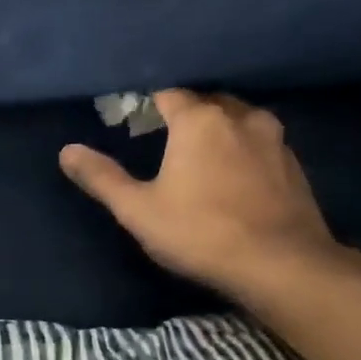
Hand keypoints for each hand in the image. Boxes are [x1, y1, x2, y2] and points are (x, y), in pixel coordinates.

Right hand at [60, 89, 356, 298]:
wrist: (281, 265)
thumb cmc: (200, 233)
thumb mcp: (138, 210)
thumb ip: (102, 177)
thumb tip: (66, 150)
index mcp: (198, 120)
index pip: (167, 94)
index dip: (147, 104)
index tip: (132, 119)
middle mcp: (239, 116)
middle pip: (206, 101)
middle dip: (184, 113)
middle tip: (162, 137)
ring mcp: (274, 138)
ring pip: (238, 119)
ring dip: (218, 128)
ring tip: (199, 154)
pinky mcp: (293, 164)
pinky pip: (259, 142)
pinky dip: (242, 149)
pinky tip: (233, 175)